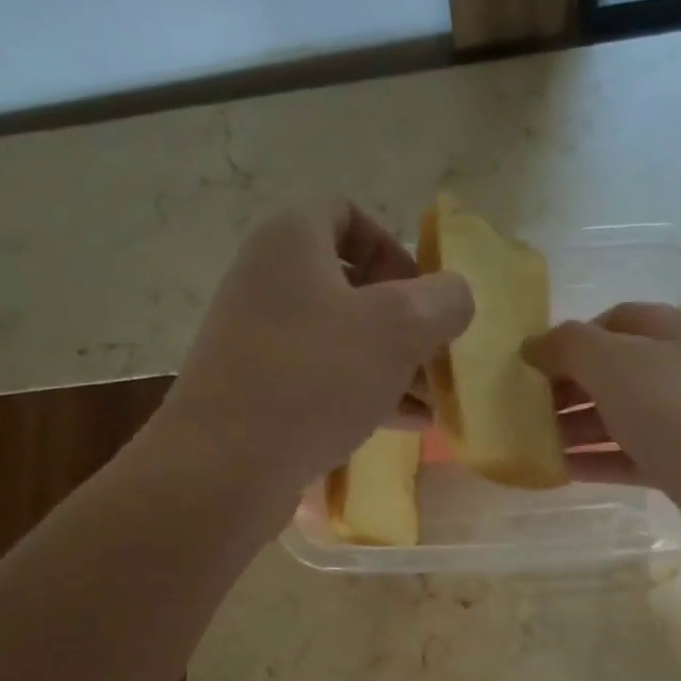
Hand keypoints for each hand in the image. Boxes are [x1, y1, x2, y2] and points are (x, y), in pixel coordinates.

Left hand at [159, 199, 472, 493]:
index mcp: (291, 241)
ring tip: (432, 402)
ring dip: (390, 365)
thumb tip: (454, 298)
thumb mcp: (399, 328)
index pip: (347, 214)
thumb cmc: (315, 377)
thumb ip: (442, 301)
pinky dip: (362, 395)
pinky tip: (404, 425)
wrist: (226, 466)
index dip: (394, 249)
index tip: (423, 298)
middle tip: (437, 360)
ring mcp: (256, 341)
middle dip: (403, 323)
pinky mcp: (255, 393)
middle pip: (349, 286)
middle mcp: (266, 282)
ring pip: (338, 340)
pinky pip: (319, 381)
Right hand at [524, 304, 680, 571]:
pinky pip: (631, 458)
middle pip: (614, 371)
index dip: (571, 337)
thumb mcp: (619, 365)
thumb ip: (570, 347)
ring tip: (530, 443)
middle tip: (520, 410)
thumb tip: (533, 344)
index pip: (615, 321)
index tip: (529, 364)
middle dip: (567, 385)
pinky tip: (561, 472)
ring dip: (576, 426)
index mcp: (672, 334)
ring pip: (620, 417)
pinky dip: (597, 461)